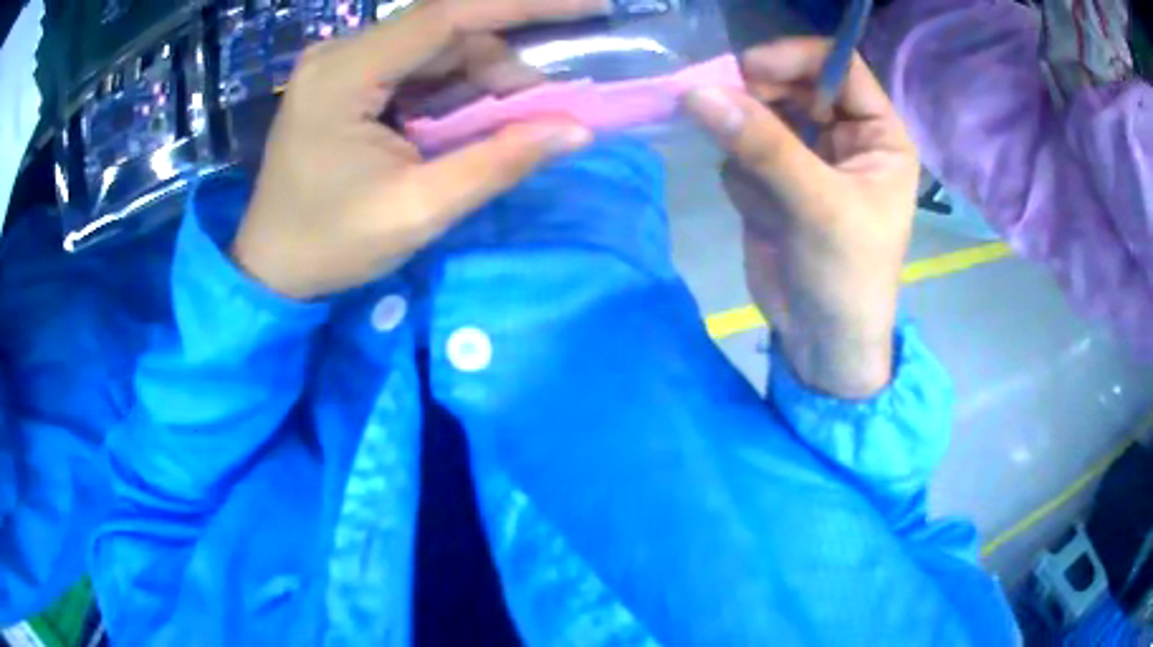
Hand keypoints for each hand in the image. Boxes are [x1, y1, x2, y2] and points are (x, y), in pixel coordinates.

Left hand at [231, 0, 604, 299]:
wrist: (271, 268)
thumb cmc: (331, 245)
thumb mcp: (417, 211)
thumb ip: (497, 163)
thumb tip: (577, 129)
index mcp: (343, 75)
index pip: (445, 15)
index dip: (522, 3)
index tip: (588, 6)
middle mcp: (338, 52)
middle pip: (443, 30)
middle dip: (502, 62)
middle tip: (543, 108)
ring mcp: (339, 62)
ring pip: (433, 46)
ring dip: (480, 77)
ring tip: (508, 121)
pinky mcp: (344, 78)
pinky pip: (414, 65)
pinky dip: (452, 86)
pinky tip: (468, 117)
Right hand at [685, 38, 919, 397]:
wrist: (821, 341)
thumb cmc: (848, 277)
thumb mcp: (818, 208)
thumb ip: (764, 146)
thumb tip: (697, 92)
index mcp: (877, 133)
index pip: (837, 65)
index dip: (794, 58)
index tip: (748, 71)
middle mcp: (842, 134)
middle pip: (791, 82)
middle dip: (759, 100)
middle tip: (723, 114)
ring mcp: (805, 154)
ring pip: (758, 114)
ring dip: (747, 146)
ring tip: (763, 194)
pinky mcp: (772, 178)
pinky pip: (740, 150)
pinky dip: (741, 177)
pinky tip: (762, 214)